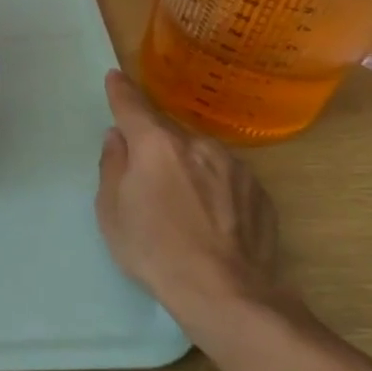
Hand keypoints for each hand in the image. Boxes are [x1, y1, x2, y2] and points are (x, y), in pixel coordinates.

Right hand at [96, 70, 283, 338]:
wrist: (227, 294)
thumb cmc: (154, 250)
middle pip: (168, 135)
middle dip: (154, 147)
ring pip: (199, 156)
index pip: (133, 107)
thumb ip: (113, 166)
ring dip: (186, 168)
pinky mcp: (260, 193)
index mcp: (157, 145)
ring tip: (180, 207)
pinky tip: (209, 219)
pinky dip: (212, 188)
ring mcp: (235, 167)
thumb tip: (119, 138)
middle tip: (145, 179)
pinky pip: (225, 178)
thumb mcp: (111, 210)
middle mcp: (199, 145)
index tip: (115, 77)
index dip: (121, 91)